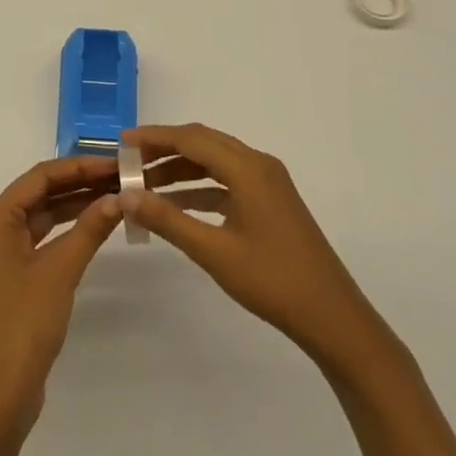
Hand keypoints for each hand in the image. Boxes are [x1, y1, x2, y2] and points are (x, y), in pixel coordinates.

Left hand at [0, 155, 123, 455]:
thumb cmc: (23, 323)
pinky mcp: (17, 274)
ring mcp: (6, 252)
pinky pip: (46, 237)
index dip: (79, 166)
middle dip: (81, 182)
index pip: (41, 176)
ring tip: (118, 195)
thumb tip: (119, 197)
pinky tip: (99, 225)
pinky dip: (71, 229)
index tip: (115, 163)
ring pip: (46, 214)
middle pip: (42, 192)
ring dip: (78, 204)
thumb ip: (89, 229)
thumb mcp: (60, 271)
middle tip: (123, 177)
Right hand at [120, 123, 383, 367]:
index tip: (122, 143)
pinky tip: (177, 205)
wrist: (333, 317)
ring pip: (215, 161)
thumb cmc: (273, 281)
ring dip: (181, 168)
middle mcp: (258, 165)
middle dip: (165, 149)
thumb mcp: (214, 252)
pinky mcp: (271, 201)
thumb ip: (168, 220)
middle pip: (203, 143)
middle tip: (129, 162)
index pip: (191, 138)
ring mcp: (268, 183)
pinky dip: (200, 187)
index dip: (155, 137)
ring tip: (145, 185)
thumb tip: (126, 196)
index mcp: (247, 168)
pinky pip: (227, 180)